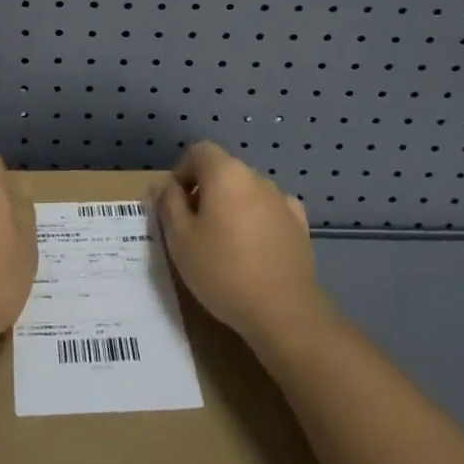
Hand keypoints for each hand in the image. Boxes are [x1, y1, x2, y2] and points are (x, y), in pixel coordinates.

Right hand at [150, 141, 323, 347]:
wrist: (284, 312)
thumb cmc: (222, 270)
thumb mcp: (179, 238)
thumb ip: (168, 203)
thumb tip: (164, 185)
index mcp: (225, 173)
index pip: (198, 151)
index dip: (181, 171)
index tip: (174, 203)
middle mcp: (256, 177)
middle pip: (223, 170)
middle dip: (205, 190)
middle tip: (193, 226)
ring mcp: (282, 201)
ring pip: (247, 191)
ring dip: (232, 205)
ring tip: (224, 242)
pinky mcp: (300, 226)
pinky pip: (271, 211)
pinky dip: (258, 220)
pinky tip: (254, 246)